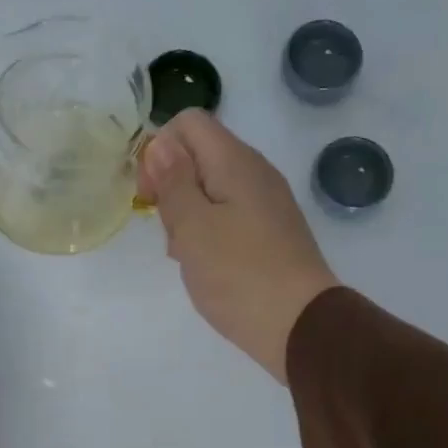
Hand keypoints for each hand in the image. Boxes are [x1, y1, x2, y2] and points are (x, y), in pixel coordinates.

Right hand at [138, 110, 338, 383]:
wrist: (299, 325)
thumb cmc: (238, 274)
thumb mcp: (192, 227)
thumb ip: (173, 181)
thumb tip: (160, 143)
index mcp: (235, 161)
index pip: (188, 123)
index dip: (159, 150)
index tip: (149, 196)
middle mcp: (254, 173)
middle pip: (199, 156)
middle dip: (171, 187)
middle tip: (169, 231)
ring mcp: (266, 203)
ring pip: (211, 190)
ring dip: (187, 216)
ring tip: (186, 256)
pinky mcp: (270, 232)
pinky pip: (228, 217)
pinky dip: (208, 234)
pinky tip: (206, 266)